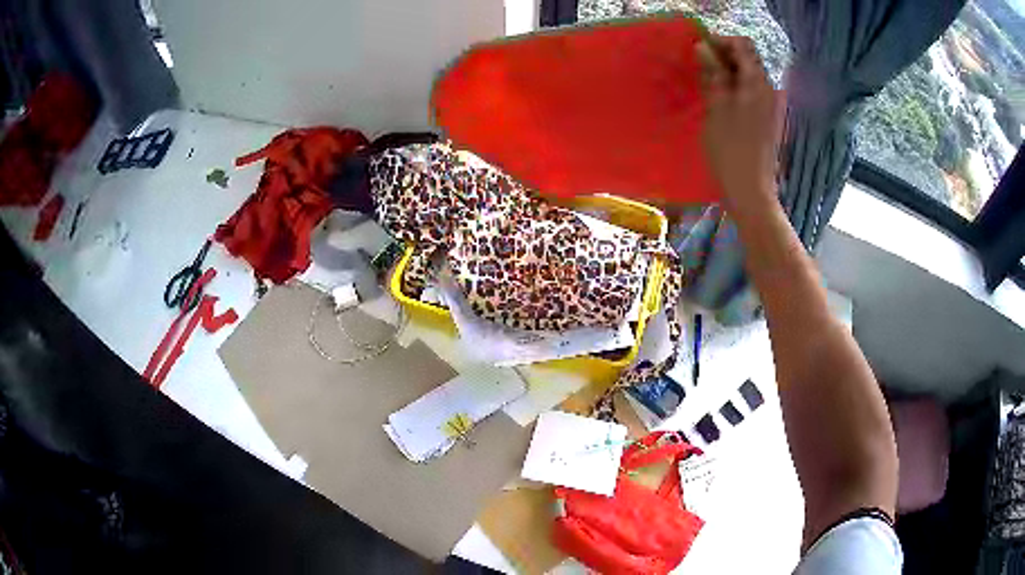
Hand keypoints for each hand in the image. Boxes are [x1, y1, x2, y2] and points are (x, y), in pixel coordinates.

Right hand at [699, 36, 784, 212]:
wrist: (751, 191)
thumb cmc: (731, 150)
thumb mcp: (716, 107)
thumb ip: (713, 74)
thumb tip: (703, 47)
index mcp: (758, 83)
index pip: (742, 45)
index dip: (720, 42)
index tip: (699, 50)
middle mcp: (768, 89)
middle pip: (747, 58)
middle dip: (723, 56)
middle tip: (699, 67)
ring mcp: (770, 104)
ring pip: (748, 75)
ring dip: (727, 72)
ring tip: (706, 84)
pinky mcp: (766, 118)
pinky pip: (750, 91)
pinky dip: (734, 87)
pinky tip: (720, 100)